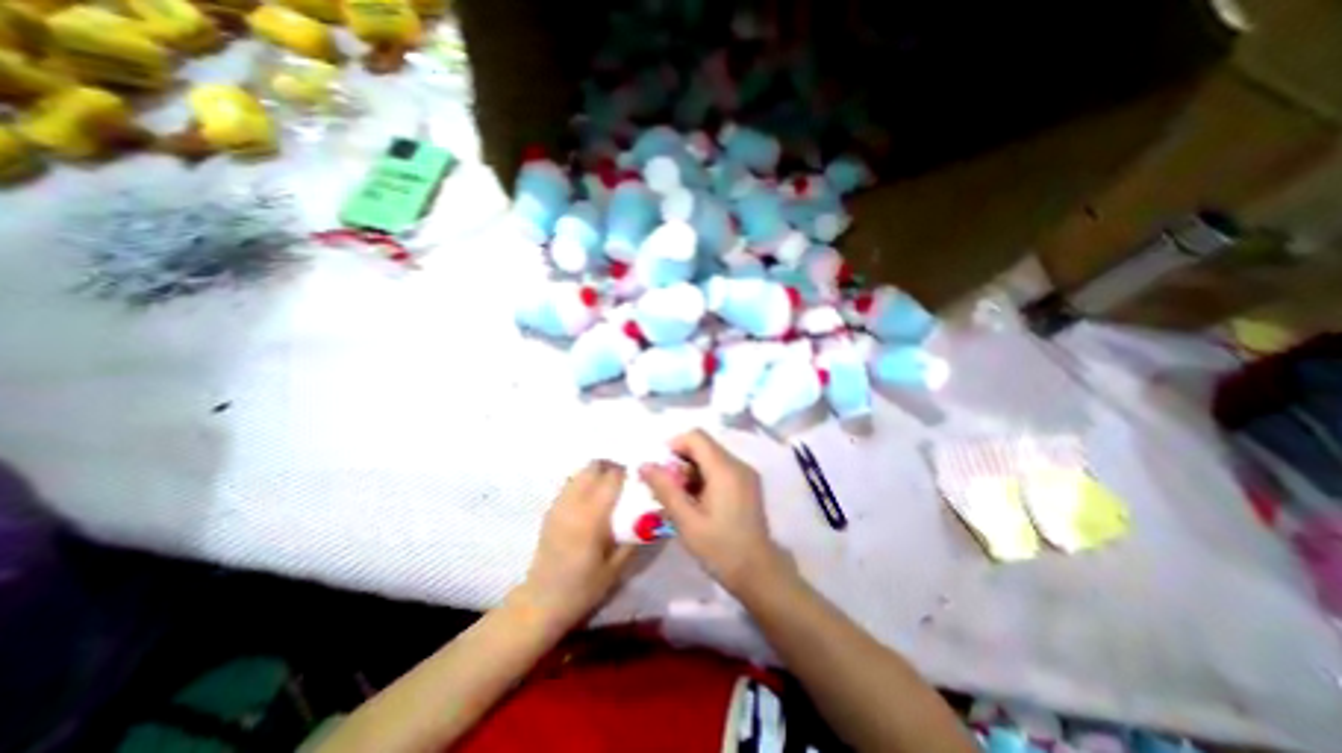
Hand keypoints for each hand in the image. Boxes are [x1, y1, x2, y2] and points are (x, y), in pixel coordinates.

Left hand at [515, 458, 636, 630]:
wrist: (542, 602)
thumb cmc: (583, 588)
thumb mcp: (617, 566)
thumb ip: (635, 536)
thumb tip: (652, 513)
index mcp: (591, 517)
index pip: (611, 477)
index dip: (627, 472)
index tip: (639, 477)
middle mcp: (573, 504)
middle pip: (593, 467)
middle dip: (611, 467)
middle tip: (625, 479)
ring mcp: (559, 504)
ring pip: (580, 472)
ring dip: (596, 473)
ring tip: (609, 488)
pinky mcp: (551, 510)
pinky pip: (570, 484)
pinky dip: (584, 482)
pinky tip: (592, 499)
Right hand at [638, 433, 788, 596]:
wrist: (759, 573)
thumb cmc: (721, 549)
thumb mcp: (687, 521)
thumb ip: (665, 489)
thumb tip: (644, 465)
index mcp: (725, 469)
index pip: (696, 437)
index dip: (673, 445)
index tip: (660, 468)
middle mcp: (738, 464)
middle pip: (703, 446)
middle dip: (680, 461)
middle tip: (665, 487)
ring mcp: (745, 474)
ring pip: (711, 457)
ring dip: (690, 470)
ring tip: (679, 498)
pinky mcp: (747, 484)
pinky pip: (720, 469)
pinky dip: (703, 477)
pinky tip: (695, 502)